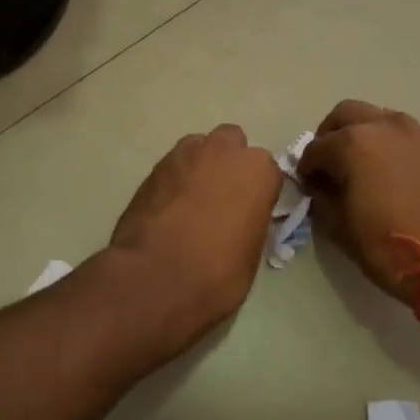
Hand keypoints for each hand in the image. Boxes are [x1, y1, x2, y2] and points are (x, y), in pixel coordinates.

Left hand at [108, 125, 282, 346]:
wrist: (156, 277)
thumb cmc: (217, 271)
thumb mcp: (251, 253)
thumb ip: (250, 222)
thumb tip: (239, 221)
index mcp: (257, 170)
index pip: (268, 172)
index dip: (259, 192)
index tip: (251, 213)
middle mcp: (222, 151)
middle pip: (231, 143)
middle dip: (229, 163)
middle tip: (222, 199)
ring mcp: (183, 155)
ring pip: (198, 149)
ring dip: (199, 167)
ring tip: (192, 203)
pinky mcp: (152, 169)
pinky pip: (172, 167)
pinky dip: (174, 182)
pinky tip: (169, 210)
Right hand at [298, 101, 419, 308]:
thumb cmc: (390, 246)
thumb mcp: (341, 228)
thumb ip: (322, 199)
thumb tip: (320, 186)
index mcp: (352, 143)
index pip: (315, 148)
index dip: (307, 168)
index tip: (308, 186)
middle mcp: (383, 126)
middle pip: (345, 115)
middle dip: (330, 135)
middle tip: (328, 164)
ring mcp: (414, 131)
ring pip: (377, 117)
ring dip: (361, 133)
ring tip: (360, 166)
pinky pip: (403, 132)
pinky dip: (389, 142)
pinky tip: (389, 170)